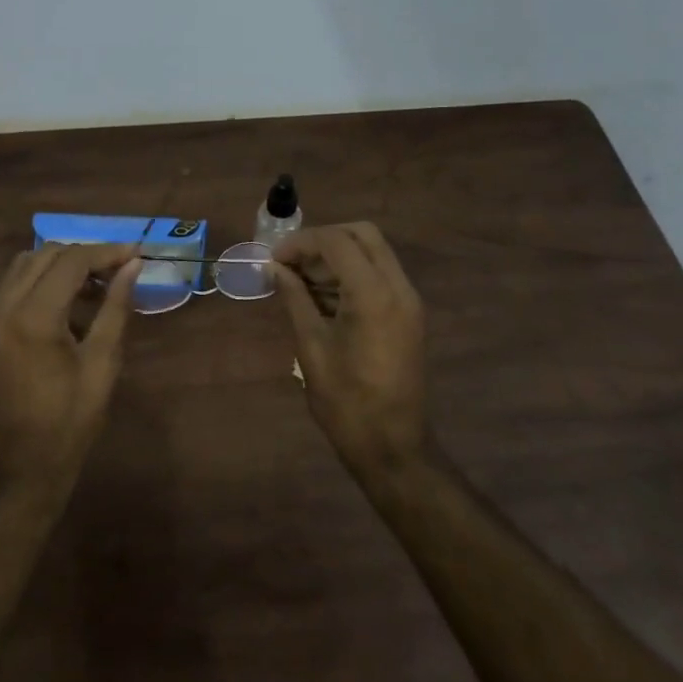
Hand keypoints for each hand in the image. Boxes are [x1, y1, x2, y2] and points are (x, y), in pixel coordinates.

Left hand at [0, 243, 140, 499]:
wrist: (18, 472)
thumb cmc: (69, 423)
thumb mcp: (102, 364)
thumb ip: (115, 308)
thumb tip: (132, 267)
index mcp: (33, 317)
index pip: (72, 261)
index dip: (107, 252)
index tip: (136, 254)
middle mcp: (3, 308)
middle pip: (45, 255)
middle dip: (84, 256)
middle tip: (118, 271)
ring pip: (24, 267)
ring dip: (60, 266)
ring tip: (95, 287)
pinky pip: (12, 289)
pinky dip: (40, 284)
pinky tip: (67, 309)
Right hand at [273, 223, 428, 477]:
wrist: (392, 446)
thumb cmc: (345, 402)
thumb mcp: (311, 347)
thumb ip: (295, 299)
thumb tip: (275, 269)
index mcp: (373, 295)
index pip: (337, 242)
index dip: (301, 242)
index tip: (274, 258)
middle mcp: (398, 288)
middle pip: (362, 234)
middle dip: (323, 240)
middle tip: (291, 261)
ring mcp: (408, 301)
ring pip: (373, 252)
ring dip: (337, 256)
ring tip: (299, 280)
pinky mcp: (408, 314)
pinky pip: (379, 275)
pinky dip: (351, 274)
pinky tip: (321, 296)